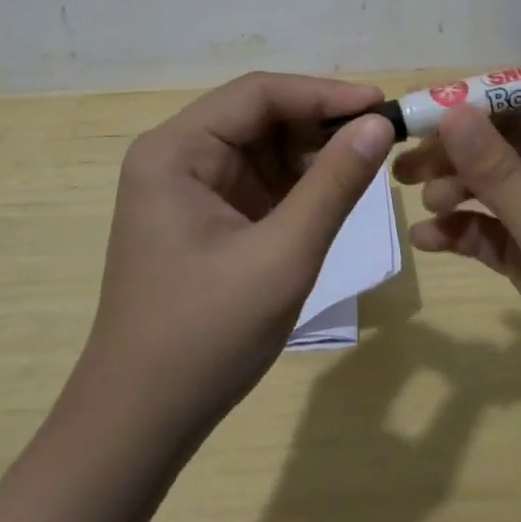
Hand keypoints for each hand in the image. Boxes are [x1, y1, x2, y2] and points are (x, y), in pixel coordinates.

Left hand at [82, 73, 395, 441]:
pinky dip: (297, 184)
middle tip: (381, 135)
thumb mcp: (282, 256)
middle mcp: (176, 155)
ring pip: (262, 146)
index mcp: (175, 150)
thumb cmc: (204, 337)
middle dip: (319, 123)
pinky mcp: (203, 215)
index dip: (322, 93)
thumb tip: (380, 123)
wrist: (139, 428)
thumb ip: (333, 184)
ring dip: (312, 152)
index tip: (380, 104)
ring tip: (365, 163)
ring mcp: (187, 186)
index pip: (257, 94)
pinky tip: (332, 193)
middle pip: (258, 115)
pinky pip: (258, 180)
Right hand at [395, 100, 520, 416]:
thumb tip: (451, 111)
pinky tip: (430, 241)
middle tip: (403, 168)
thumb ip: (498, 172)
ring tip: (420, 207)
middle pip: (505, 145)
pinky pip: (502, 228)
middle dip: (456, 157)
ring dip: (458, 194)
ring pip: (499, 187)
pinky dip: (470, 231)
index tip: (418, 115)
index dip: (471, 105)